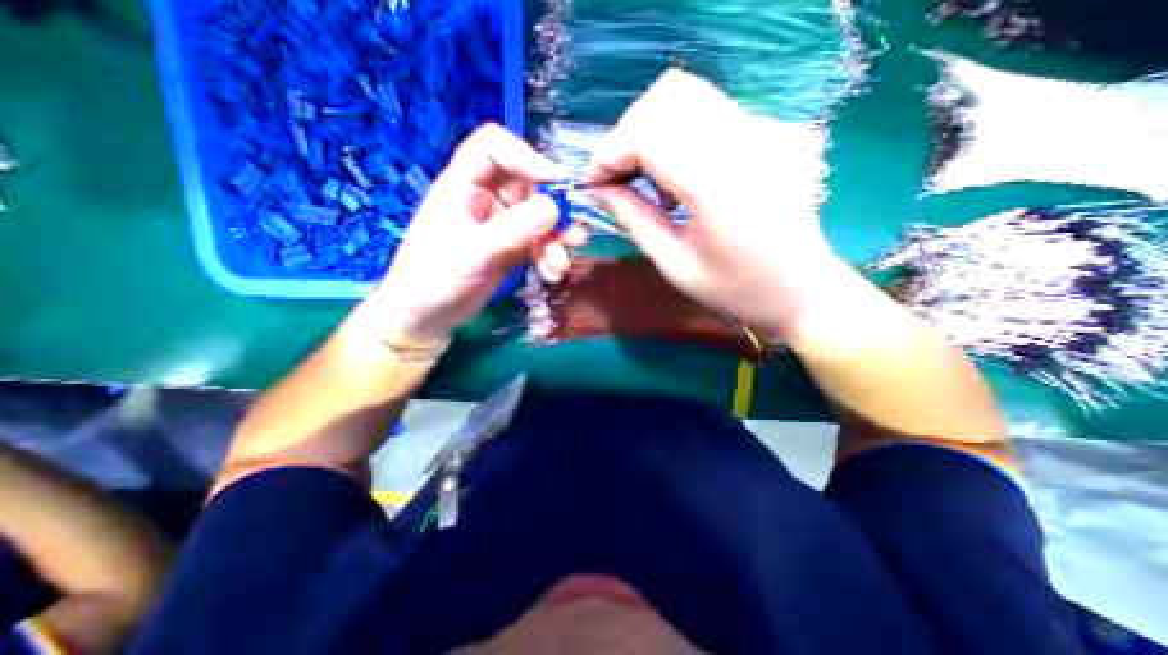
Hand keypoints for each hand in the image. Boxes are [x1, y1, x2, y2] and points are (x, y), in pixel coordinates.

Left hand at [363, 123, 584, 346]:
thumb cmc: (434, 280)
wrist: (427, 318)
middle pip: (528, 186)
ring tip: (560, 266)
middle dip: (553, 213)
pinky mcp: (511, 247)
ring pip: (539, 218)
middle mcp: (485, 198)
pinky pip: (539, 243)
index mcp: (462, 185)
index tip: (556, 182)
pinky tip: (553, 274)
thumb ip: (512, 230)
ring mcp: (501, 224)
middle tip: (572, 237)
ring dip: (555, 241)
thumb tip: (555, 208)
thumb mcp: (473, 253)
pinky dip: (549, 256)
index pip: (494, 148)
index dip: (526, 157)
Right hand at [590, 69, 835, 336]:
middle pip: (666, 97)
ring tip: (646, 176)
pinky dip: (677, 131)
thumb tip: (598, 190)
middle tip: (616, 176)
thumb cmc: (736, 290)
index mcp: (717, 185)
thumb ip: (633, 220)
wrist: (803, 290)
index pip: (647, 135)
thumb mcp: (674, 265)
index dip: (608, 154)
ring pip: (688, 93)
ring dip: (651, 128)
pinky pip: (708, 110)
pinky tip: (678, 174)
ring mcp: (763, 130)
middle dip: (626, 134)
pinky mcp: (770, 131)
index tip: (592, 183)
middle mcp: (743, 142)